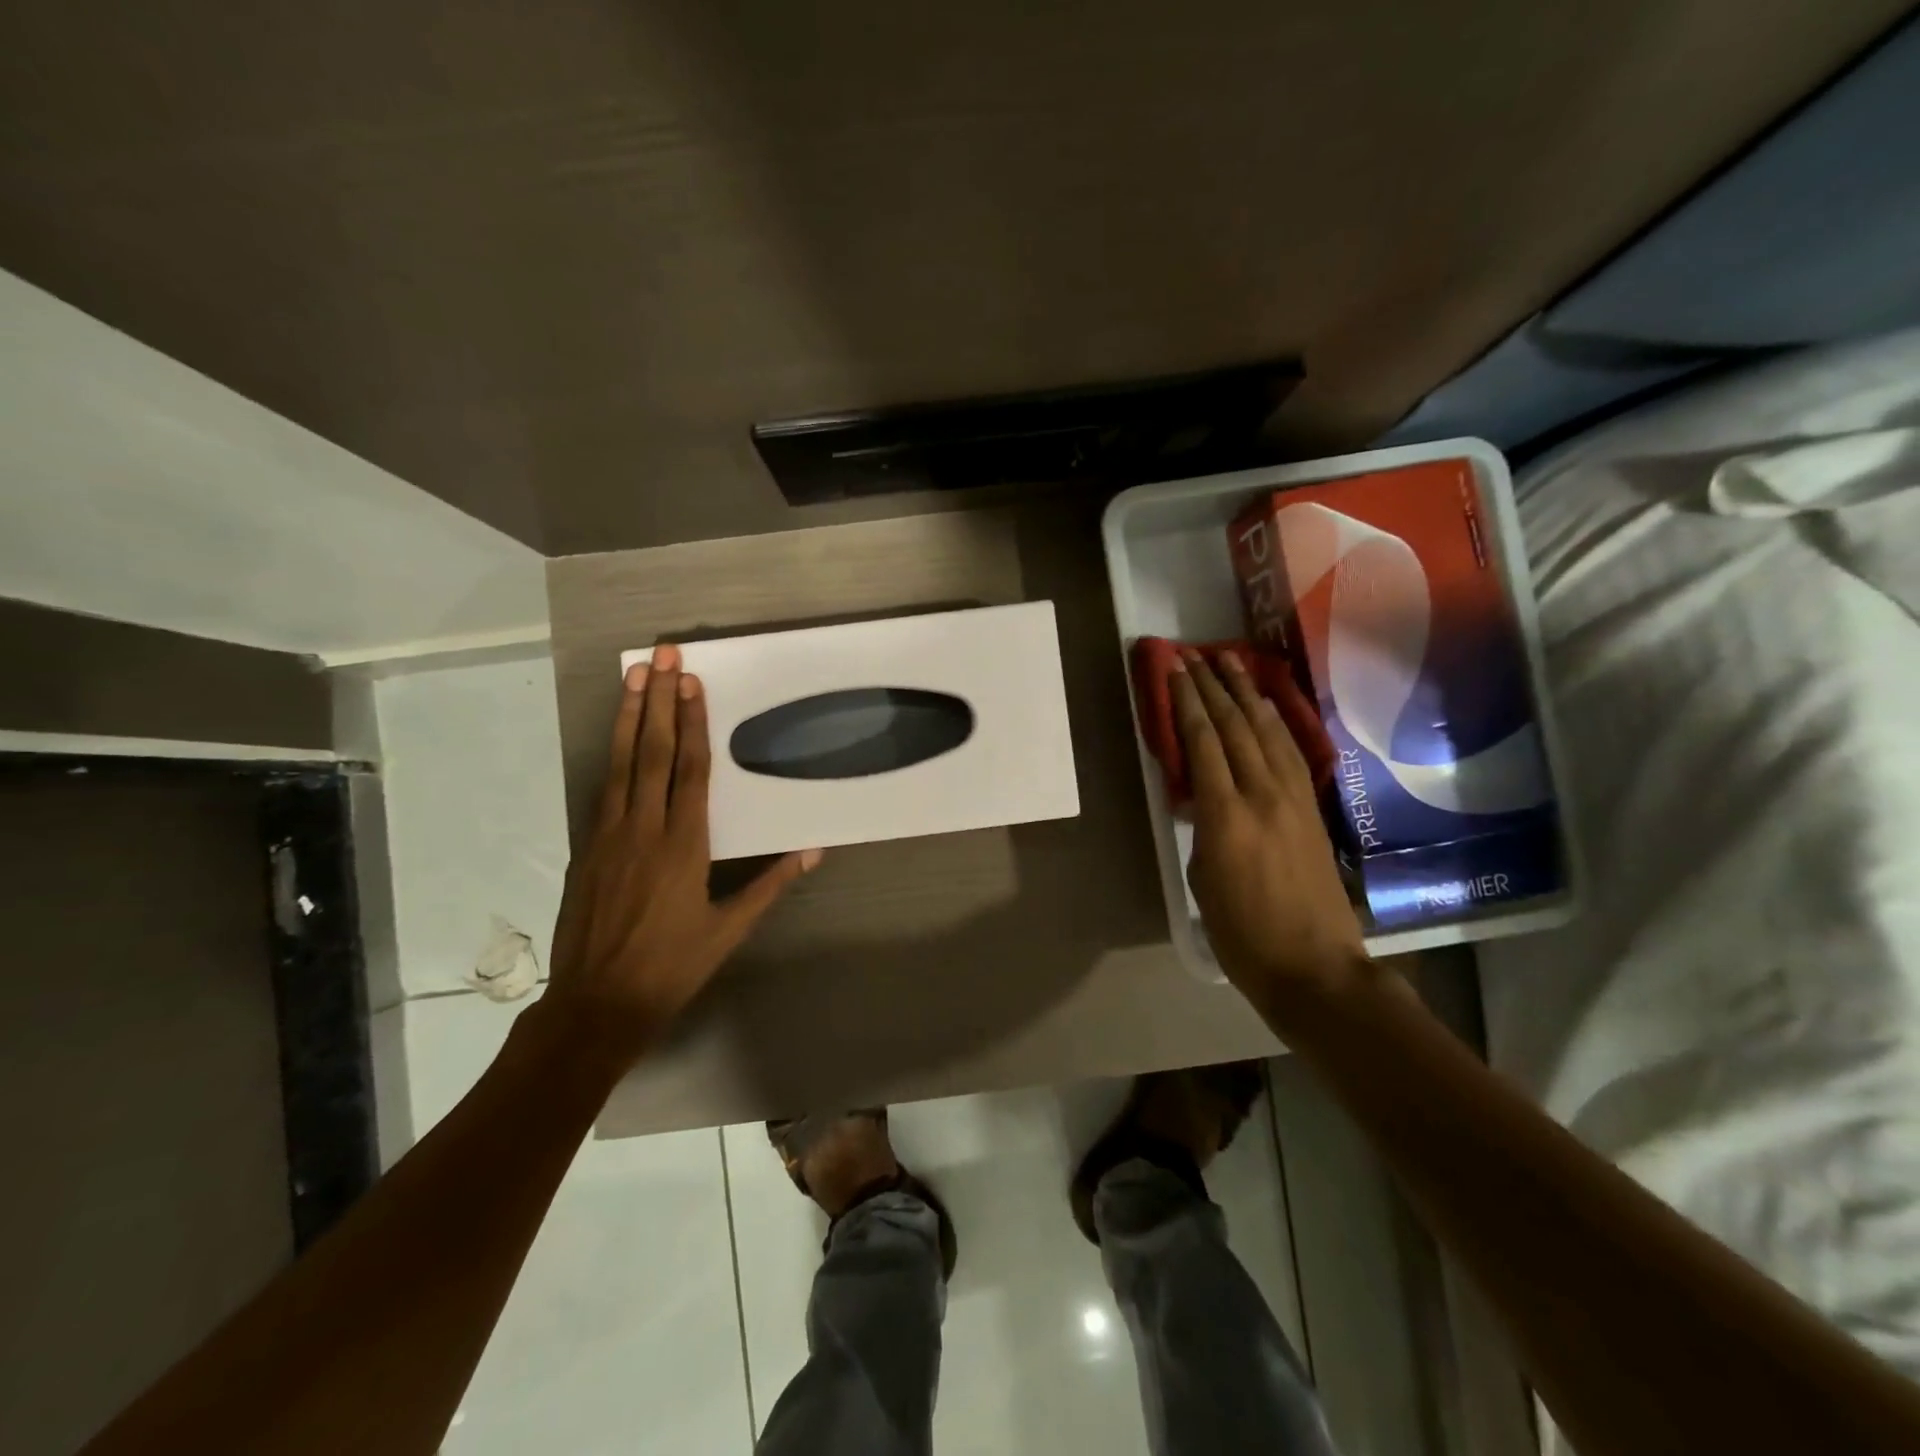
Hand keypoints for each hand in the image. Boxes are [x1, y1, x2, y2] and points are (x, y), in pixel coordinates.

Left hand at [539, 644, 820, 1069]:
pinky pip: (602, 789)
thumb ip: (770, 884)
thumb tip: (814, 850)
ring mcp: (609, 836)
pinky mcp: (587, 848)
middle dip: (656, 701)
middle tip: (660, 656)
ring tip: (631, 676)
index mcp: (684, 846)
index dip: (691, 723)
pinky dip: (610, 754)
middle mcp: (644, 830)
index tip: (690, 683)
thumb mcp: (730, 929)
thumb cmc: (672, 966)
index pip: (689, 771)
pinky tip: (616, 734)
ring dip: (627, 716)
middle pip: (651, 753)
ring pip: (619, 763)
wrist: (596, 1004)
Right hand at [1171, 648, 1365, 993]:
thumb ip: (1202, 828)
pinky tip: (1267, 708)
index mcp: (1226, 816)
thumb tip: (1204, 800)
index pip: (1204, 743)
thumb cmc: (1243, 934)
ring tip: (1232, 663)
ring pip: (1267, 732)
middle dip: (1214, 686)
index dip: (1187, 702)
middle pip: (1235, 727)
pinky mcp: (1313, 810)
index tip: (1175, 670)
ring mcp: (1294, 799)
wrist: (1314, 967)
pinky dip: (1276, 723)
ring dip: (1248, 694)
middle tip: (1196, 654)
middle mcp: (1262, 795)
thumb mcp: (1203, 879)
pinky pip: (1292, 753)